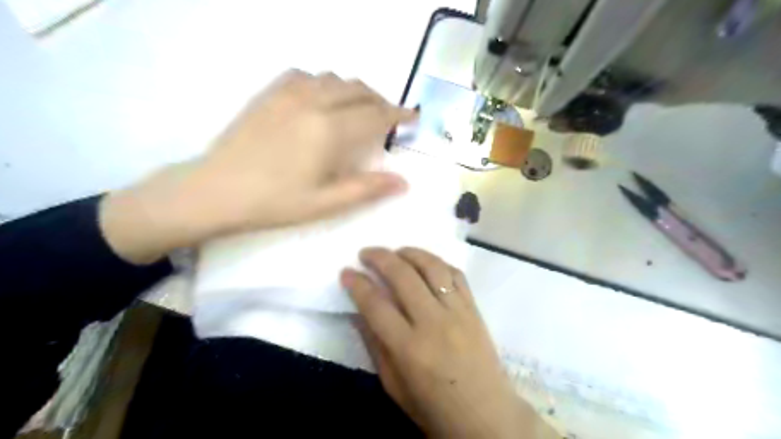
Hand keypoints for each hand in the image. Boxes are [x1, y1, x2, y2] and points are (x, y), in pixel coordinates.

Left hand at [101, 70, 417, 264]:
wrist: (216, 191)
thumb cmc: (274, 202)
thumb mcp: (326, 203)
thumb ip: (367, 189)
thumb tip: (404, 182)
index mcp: (329, 130)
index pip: (375, 115)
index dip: (398, 114)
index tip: (413, 116)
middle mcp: (313, 102)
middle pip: (358, 91)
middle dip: (380, 101)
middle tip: (388, 118)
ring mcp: (288, 94)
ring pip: (335, 79)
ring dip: (355, 91)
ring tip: (360, 110)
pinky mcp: (269, 94)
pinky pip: (307, 76)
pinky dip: (326, 84)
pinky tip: (323, 100)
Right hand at [341, 249, 553, 436]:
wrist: (486, 416)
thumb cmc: (434, 408)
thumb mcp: (394, 386)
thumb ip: (375, 345)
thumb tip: (357, 312)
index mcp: (409, 348)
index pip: (376, 304)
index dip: (357, 284)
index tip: (346, 271)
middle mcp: (433, 323)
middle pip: (403, 276)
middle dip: (380, 258)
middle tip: (366, 253)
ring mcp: (457, 312)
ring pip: (432, 267)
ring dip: (410, 252)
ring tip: (395, 251)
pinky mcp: (474, 308)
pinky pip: (456, 274)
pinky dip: (438, 262)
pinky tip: (426, 263)